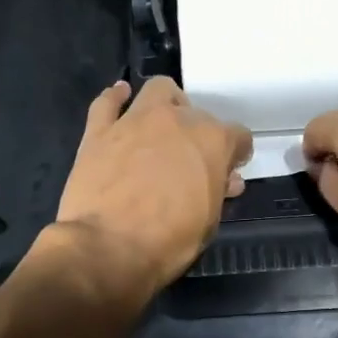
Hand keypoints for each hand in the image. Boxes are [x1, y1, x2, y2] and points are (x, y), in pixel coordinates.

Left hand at [51, 77, 252, 299]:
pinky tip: (120, 98)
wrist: (107, 247)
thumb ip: (218, 192)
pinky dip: (115, 98)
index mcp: (212, 141)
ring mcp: (134, 121)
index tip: (229, 170)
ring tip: (163, 124)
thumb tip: (225, 181)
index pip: (238, 136)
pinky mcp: (99, 131)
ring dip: (166, 103)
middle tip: (192, 161)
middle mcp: (176, 120)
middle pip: (198, 115)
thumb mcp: (208, 222)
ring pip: (157, 91)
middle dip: (200, 136)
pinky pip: (107, 102)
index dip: (236, 154)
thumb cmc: (168, 241)